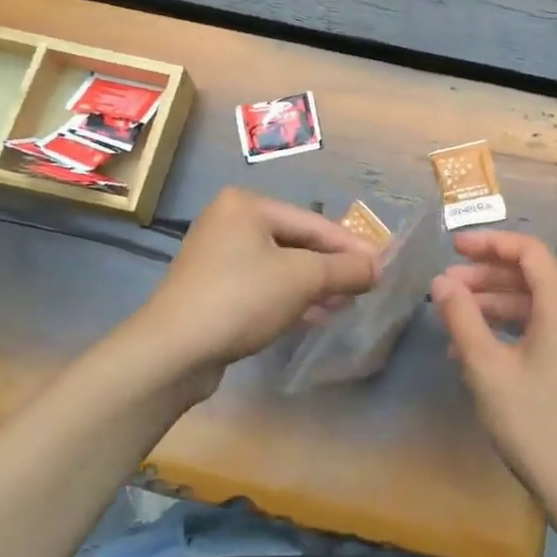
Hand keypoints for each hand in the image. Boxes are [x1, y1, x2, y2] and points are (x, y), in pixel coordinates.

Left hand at [131, 188, 379, 386]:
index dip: (352, 245)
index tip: (383, 263)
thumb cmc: (241, 298)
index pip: (313, 222)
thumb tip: (378, 267)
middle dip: (332, 266)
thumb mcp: (302, 279)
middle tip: (367, 285)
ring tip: (347, 304)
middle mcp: (229, 222)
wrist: (172, 351)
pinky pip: (262, 286)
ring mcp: (217, 257)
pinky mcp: (212, 289)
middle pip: (296, 242)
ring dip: (315, 285)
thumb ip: (344, 269)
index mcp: (247, 205)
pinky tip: (316, 316)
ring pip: (280, 266)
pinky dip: (290, 298)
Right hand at [431, 231, 556, 536]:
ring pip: (536, 305)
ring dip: (495, 306)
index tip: (453, 248)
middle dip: (486, 277)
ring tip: (453, 321)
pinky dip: (513, 330)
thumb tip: (442, 281)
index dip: (488, 243)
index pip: (527, 250)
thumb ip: (462, 316)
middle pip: (531, 276)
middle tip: (445, 287)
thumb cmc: (536, 424)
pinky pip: (546, 330)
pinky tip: (479, 351)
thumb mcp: (487, 368)